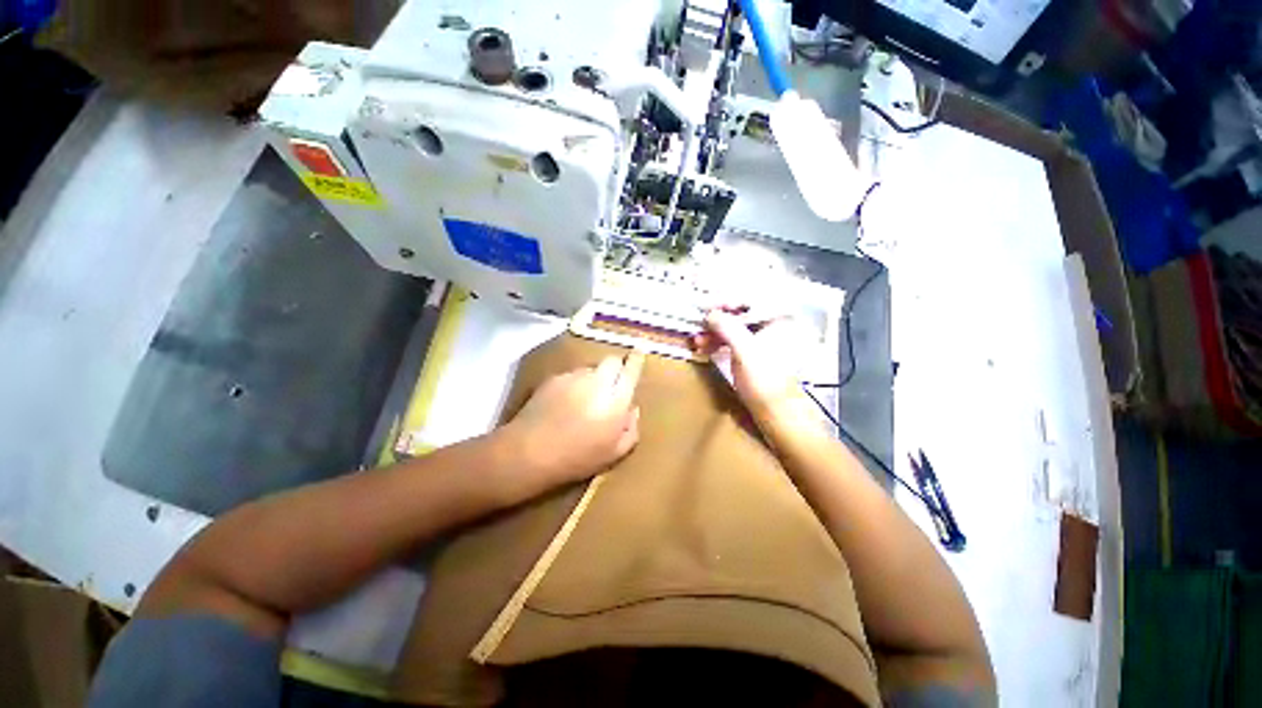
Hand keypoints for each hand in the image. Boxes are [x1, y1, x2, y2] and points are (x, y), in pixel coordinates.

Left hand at [499, 351, 644, 499]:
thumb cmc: (577, 458)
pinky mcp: (553, 378)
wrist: (529, 452)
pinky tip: (564, 403)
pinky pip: (572, 375)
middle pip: (611, 360)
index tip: (639, 350)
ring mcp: (573, 377)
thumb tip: (632, 409)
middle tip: (611, 386)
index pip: (631, 370)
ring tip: (583, 399)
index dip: (637, 359)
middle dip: (615, 368)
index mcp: (616, 399)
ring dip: (594, 378)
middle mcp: (597, 381)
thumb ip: (631, 429)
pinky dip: (574, 384)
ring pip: (591, 368)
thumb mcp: (614, 453)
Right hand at [691, 306, 809, 420]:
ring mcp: (762, 341)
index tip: (704, 306)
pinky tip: (704, 348)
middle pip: (740, 313)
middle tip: (697, 323)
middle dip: (716, 319)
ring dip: (713, 332)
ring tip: (696, 340)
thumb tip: (710, 313)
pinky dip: (718, 343)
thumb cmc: (765, 379)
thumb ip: (727, 326)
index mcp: (777, 319)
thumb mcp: (744, 350)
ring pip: (734, 328)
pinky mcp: (753, 355)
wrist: (777, 413)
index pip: (748, 299)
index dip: (724, 300)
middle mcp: (772, 325)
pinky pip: (733, 341)